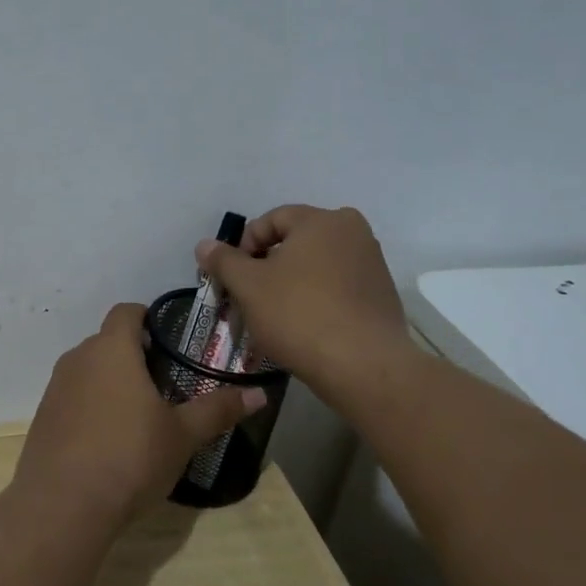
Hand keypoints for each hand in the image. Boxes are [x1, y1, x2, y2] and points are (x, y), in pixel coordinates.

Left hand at [16, 303, 265, 524]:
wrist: (62, 505)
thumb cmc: (129, 457)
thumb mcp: (182, 436)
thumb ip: (218, 410)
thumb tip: (260, 394)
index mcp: (112, 350)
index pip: (126, 312)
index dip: (148, 319)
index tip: (171, 342)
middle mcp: (78, 359)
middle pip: (108, 341)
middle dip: (134, 355)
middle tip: (165, 384)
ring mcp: (55, 388)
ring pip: (89, 370)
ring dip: (112, 382)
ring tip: (139, 415)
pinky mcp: (43, 417)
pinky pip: (73, 398)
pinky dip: (91, 407)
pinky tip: (109, 440)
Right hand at [195, 205, 411, 404]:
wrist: (363, 366)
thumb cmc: (299, 315)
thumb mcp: (249, 286)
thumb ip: (224, 261)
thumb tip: (204, 245)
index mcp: (323, 220)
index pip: (272, 219)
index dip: (245, 245)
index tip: (233, 277)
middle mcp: (354, 232)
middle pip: (296, 242)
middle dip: (268, 266)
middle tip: (250, 296)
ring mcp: (372, 264)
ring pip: (316, 266)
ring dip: (290, 284)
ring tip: (274, 315)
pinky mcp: (381, 296)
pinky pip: (337, 288)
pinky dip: (316, 300)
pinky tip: (303, 328)